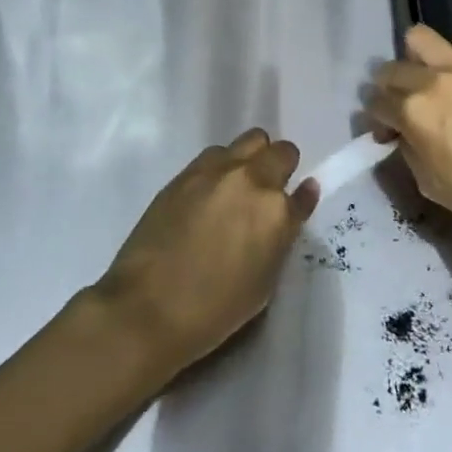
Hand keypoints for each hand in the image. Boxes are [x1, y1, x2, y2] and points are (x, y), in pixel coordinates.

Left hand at [96, 130, 314, 372]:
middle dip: (281, 167)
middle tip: (267, 193)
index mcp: (276, 212)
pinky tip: (210, 193)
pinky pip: (215, 154)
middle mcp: (252, 180)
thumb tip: (294, 202)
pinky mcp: (186, 173)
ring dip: (251, 159)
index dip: (300, 198)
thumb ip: (282, 236)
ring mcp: (216, 172)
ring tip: (237, 188)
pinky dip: (222, 166)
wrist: (147, 308)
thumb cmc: (214, 310)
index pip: (304, 193)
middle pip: (281, 152)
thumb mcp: (264, 282)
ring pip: (249, 142)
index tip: (295, 204)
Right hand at [366, 25, 451, 246]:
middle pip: (390, 68)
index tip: (386, 128)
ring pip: (420, 37)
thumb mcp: (427, 181)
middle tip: (403, 103)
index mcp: (412, 113)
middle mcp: (432, 81)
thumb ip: (406, 147)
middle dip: (389, 87)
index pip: (375, 102)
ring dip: (417, 57)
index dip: (376, 117)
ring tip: (430, 76)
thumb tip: (399, 131)